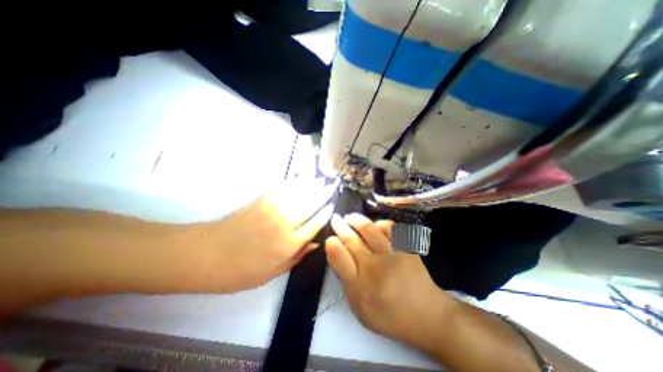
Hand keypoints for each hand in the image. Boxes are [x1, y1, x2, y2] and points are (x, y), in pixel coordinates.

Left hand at [192, 181, 336, 292]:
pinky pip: (283, 187)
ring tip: (321, 179)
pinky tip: (301, 178)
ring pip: (300, 193)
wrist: (207, 254)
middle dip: (323, 194)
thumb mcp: (272, 273)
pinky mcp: (262, 199)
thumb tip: (316, 244)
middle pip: (311, 205)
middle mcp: (286, 223)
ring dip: (312, 185)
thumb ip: (297, 257)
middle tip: (331, 187)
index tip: (332, 206)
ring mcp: (274, 208)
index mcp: (289, 244)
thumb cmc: (240, 270)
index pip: (316, 224)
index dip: (325, 214)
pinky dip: (294, 182)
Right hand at [327, 214, 455, 344]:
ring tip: (350, 217)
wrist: (427, 315)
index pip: (339, 257)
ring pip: (368, 228)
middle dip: (339, 226)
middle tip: (335, 219)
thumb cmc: (389, 315)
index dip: (332, 243)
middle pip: (351, 239)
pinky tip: (374, 226)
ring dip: (356, 219)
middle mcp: (374, 267)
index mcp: (360, 286)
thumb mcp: (360, 308)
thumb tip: (338, 256)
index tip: (331, 239)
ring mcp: (392, 254)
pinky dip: (379, 224)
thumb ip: (346, 282)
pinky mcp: (406, 247)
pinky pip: (390, 227)